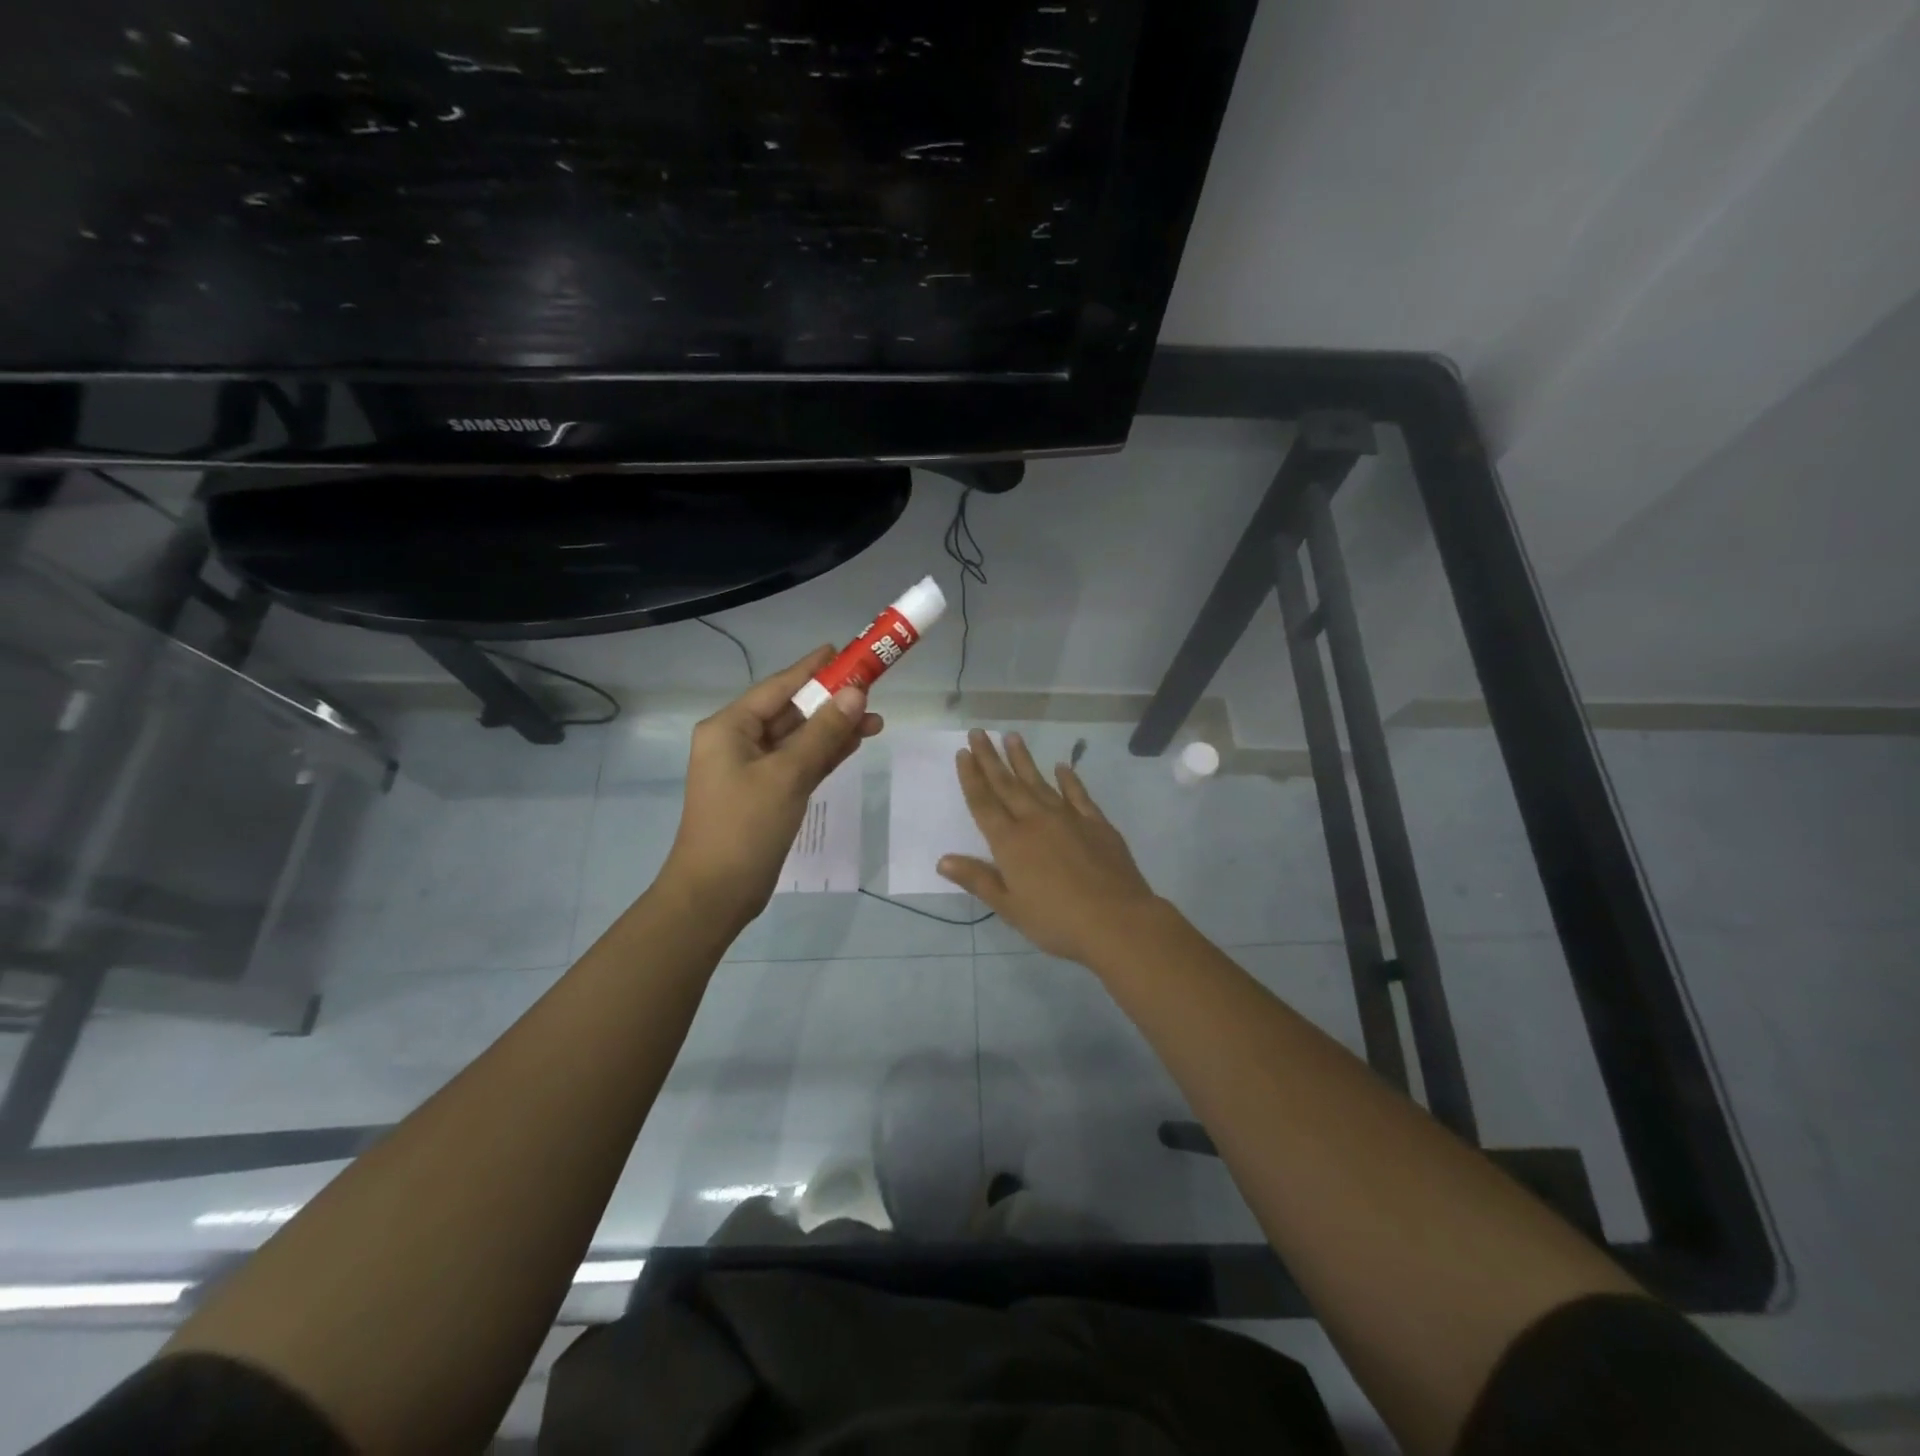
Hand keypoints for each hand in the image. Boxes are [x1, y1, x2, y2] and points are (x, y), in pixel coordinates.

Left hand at [662, 646, 882, 926]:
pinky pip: (800, 762)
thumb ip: (823, 732)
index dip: (813, 668)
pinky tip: (854, 742)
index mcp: (729, 727)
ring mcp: (752, 769)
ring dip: (833, 729)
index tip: (845, 651)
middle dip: (830, 701)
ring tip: (876, 719)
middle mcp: (738, 742)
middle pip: (791, 711)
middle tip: (872, 688)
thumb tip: (856, 692)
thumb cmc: (745, 827)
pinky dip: (825, 754)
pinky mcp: (767, 793)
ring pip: (799, 738)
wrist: (716, 893)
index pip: (778, 686)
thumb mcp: (787, 775)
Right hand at [937, 730, 1162, 964]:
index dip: (971, 777)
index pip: (984, 803)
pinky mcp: (1096, 823)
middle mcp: (1035, 821)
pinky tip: (1062, 767)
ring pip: (1039, 782)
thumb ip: (978, 879)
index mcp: (1010, 842)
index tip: (963, 752)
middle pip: (1007, 784)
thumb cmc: (1056, 921)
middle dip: (990, 758)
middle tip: (979, 733)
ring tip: (1012, 736)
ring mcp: (1068, 818)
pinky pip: (1078, 794)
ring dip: (1023, 760)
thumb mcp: (1010, 907)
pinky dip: (1069, 779)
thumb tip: (943, 860)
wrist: (1117, 920)